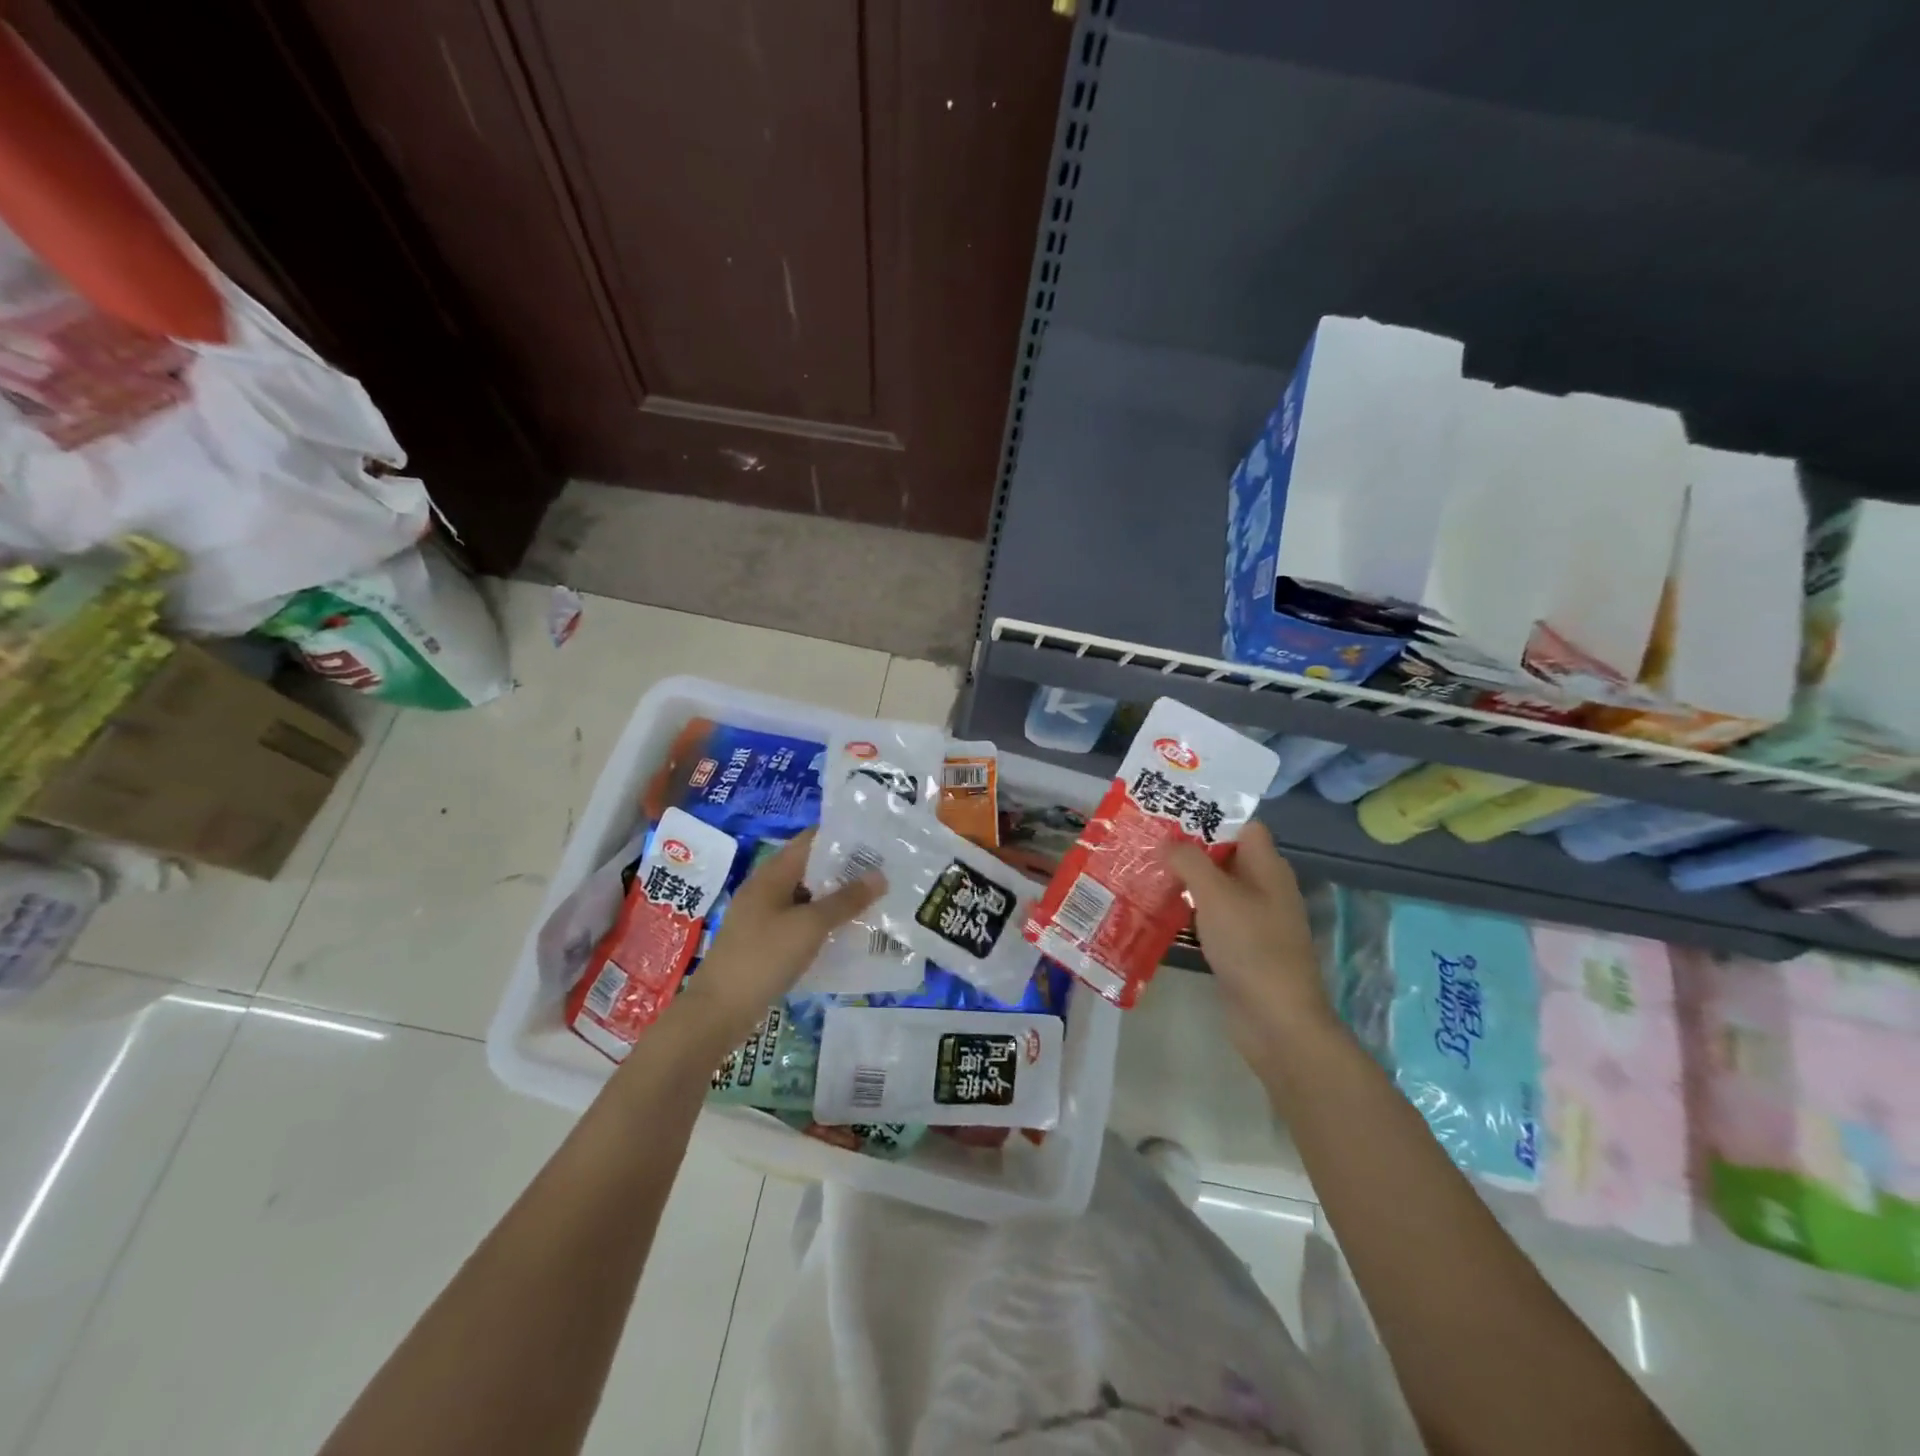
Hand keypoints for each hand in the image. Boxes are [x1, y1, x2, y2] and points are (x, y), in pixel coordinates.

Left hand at [671, 831, 882, 1046]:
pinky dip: (822, 922)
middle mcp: (766, 888)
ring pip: (806, 897)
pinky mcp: (765, 941)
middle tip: (883, 871)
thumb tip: (880, 875)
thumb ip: (846, 900)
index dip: (841, 836)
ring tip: (874, 899)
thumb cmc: (764, 957)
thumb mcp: (810, 926)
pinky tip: (847, 932)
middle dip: (844, 869)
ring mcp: (763, 916)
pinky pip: (800, 922)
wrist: (718, 1011)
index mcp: (772, 874)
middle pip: (810, 867)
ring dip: (836, 897)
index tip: (875, 839)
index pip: (810, 840)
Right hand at [1164, 821, 1339, 1074]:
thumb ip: (1190, 861)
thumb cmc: (1250, 946)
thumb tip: (1168, 841)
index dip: (1211, 816)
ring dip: (1185, 881)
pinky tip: (1158, 910)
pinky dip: (1189, 911)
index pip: (1243, 826)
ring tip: (1144, 871)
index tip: (1172, 814)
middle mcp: (1264, 888)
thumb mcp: (1216, 894)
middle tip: (1147, 841)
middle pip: (1225, 856)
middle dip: (1189, 849)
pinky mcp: (1240, 947)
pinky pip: (1212, 917)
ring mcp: (1253, 920)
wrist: (1276, 1019)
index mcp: (1268, 868)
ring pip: (1215, 888)